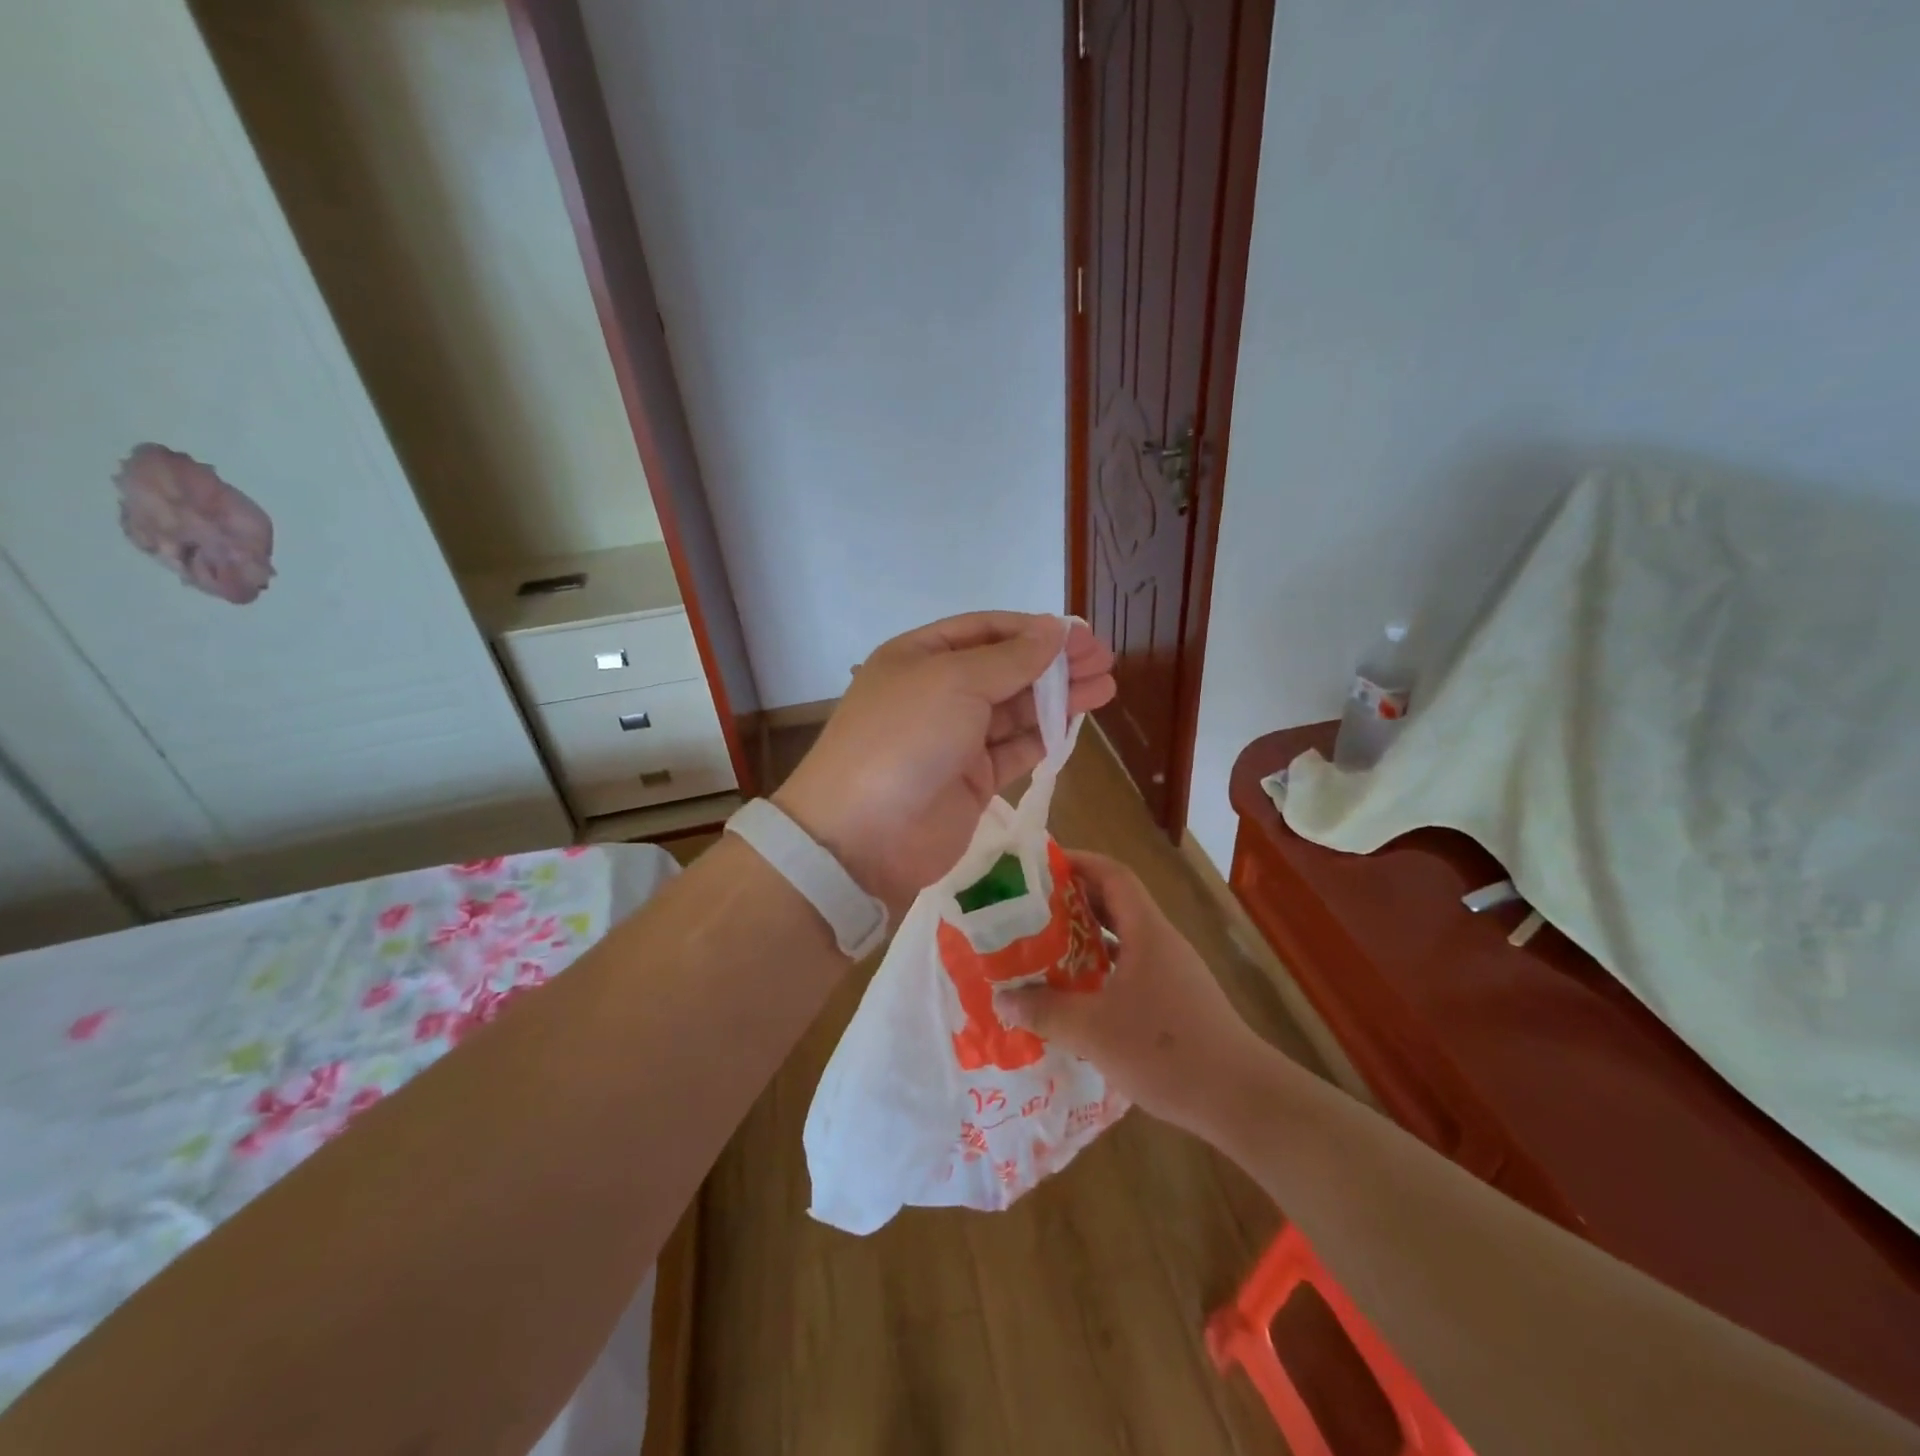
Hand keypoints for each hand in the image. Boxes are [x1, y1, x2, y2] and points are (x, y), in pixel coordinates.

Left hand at [774, 613, 1114, 913]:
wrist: (864, 836)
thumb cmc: (905, 739)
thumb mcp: (955, 682)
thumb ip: (1011, 658)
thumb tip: (1054, 630)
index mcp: (921, 657)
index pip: (985, 631)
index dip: (1032, 630)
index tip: (1078, 634)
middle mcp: (937, 693)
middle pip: (1006, 669)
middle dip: (1053, 663)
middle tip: (1104, 660)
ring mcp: (955, 739)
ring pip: (1015, 710)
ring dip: (1058, 698)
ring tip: (1106, 687)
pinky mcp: (972, 781)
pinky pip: (1015, 750)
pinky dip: (1045, 736)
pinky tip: (1077, 723)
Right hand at [994, 850, 1265, 1129]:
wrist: (1239, 1098)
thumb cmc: (1165, 1050)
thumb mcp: (1093, 1031)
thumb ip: (1046, 1011)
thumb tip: (1004, 998)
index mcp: (1147, 932)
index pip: (1113, 875)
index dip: (1079, 862)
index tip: (1041, 866)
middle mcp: (1161, 942)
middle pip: (1116, 903)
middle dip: (1074, 900)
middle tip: (1031, 909)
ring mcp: (1171, 971)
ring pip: (1123, 938)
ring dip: (1087, 937)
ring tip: (1045, 947)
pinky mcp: (1175, 999)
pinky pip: (1131, 968)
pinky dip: (1102, 969)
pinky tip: (1078, 993)